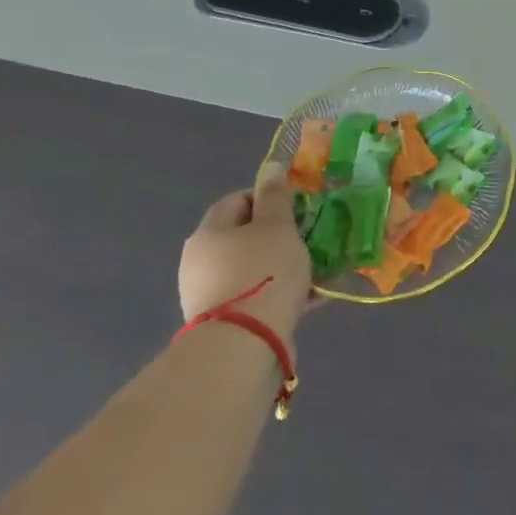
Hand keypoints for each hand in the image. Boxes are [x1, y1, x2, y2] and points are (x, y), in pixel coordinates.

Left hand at [178, 163, 312, 340]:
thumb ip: (276, 196)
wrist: (244, 348)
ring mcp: (208, 296)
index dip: (269, 198)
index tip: (297, 209)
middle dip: (279, 236)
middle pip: (245, 236)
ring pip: (253, 269)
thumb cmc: (263, 273)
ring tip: (315, 271)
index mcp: (209, 233)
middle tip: (308, 239)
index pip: (238, 200)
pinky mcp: (222, 325)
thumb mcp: (278, 226)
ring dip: (282, 266)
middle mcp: (200, 262)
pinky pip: (255, 297)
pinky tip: (308, 299)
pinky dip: (278, 294)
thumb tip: (271, 166)